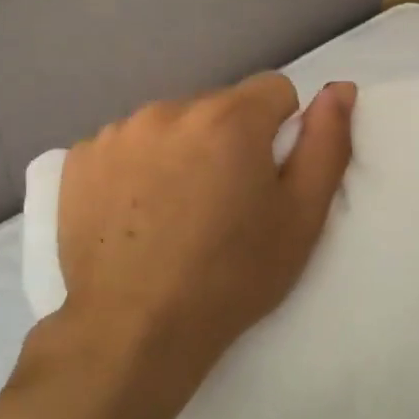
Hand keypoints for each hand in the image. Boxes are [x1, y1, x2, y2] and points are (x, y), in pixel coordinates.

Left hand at [38, 73, 355, 418]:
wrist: (134, 330)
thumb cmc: (232, 276)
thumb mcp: (302, 217)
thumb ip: (327, 143)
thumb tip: (340, 88)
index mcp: (229, 118)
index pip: (274, 90)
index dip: (280, 131)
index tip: (266, 178)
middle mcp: (169, 109)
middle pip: (219, 107)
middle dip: (229, 141)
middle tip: (223, 203)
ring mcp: (117, 132)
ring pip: (170, 125)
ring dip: (181, 151)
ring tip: (176, 212)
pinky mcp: (79, 159)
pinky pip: (126, 146)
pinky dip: (136, 167)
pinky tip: (135, 214)